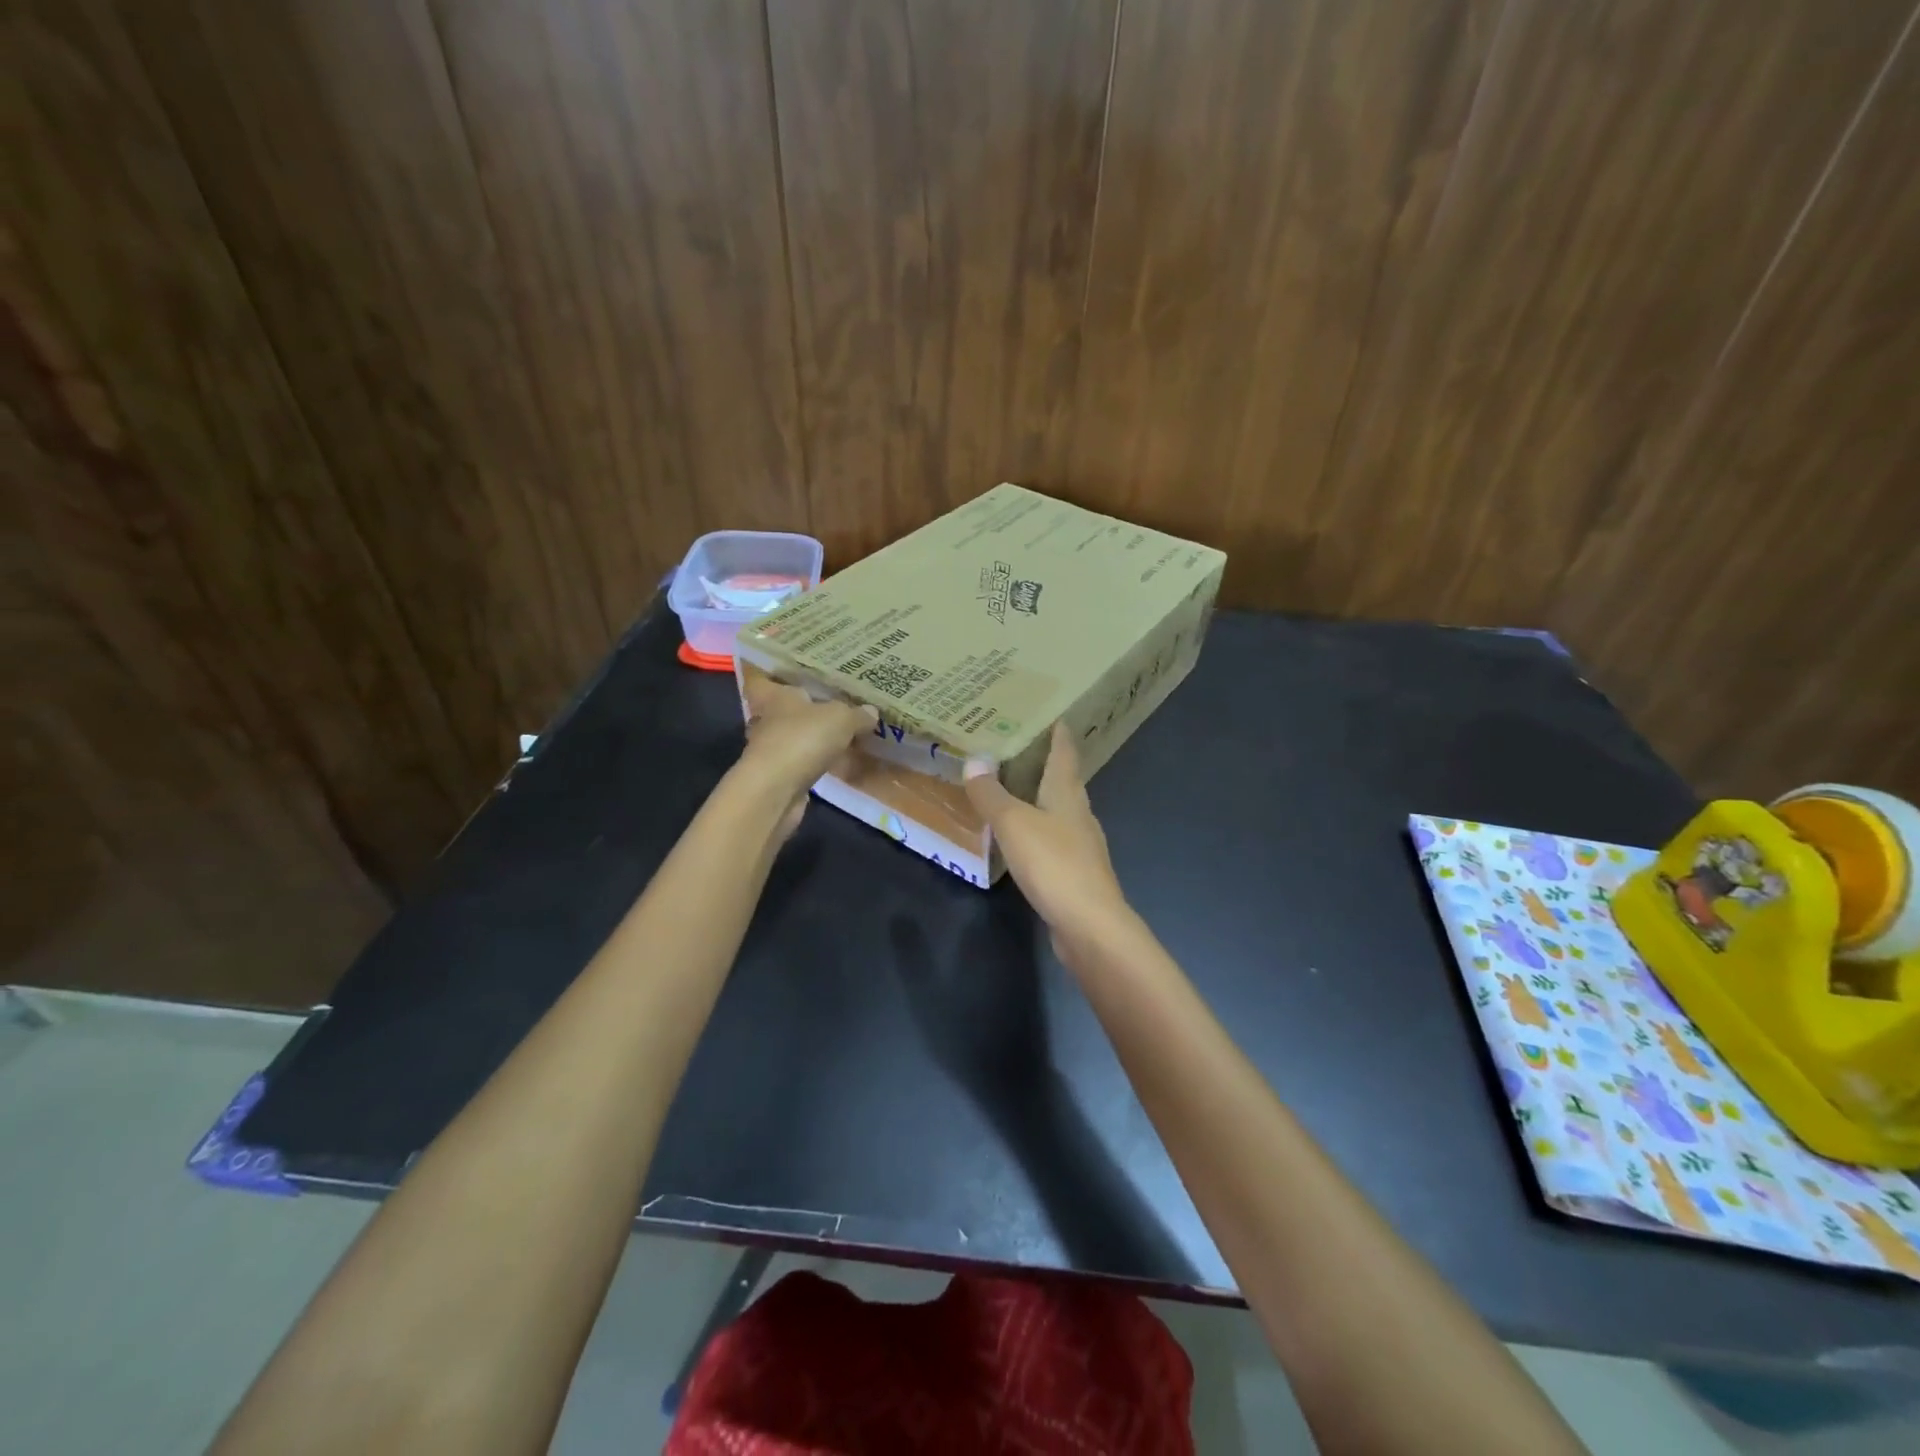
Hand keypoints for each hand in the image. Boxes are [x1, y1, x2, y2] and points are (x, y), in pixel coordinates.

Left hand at [735, 672, 876, 833]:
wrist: (776, 791)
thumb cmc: (802, 739)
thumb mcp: (840, 718)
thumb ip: (856, 714)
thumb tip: (871, 712)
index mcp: (774, 696)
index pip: (766, 679)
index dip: (778, 676)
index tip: (797, 676)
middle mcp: (767, 720)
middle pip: (783, 709)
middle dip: (804, 709)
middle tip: (833, 705)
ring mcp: (771, 750)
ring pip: (794, 737)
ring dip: (812, 738)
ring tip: (843, 735)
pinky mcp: (778, 777)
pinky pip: (801, 763)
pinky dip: (816, 762)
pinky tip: (838, 763)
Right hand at [963, 722, 1131, 954]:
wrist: (1089, 925)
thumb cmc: (1054, 864)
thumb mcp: (1014, 824)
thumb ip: (992, 794)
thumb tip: (974, 759)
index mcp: (1068, 794)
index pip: (1065, 753)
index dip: (1058, 733)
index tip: (1051, 714)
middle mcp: (1079, 814)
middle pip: (1065, 780)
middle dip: (1046, 763)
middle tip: (1019, 747)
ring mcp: (1081, 845)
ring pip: (1060, 811)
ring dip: (1041, 797)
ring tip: (1015, 788)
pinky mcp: (1075, 873)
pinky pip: (1054, 840)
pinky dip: (1038, 829)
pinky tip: (1023, 838)